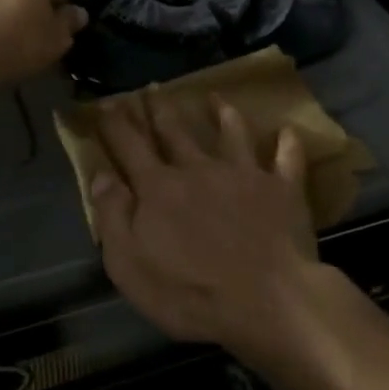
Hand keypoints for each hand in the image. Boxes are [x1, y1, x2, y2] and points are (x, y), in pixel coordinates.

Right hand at [90, 92, 318, 360]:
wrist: (266, 301)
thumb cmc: (189, 292)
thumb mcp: (130, 265)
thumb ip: (113, 216)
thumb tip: (101, 175)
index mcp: (158, 187)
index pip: (129, 145)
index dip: (116, 122)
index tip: (107, 102)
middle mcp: (198, 168)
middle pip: (174, 130)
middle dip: (159, 108)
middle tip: (152, 87)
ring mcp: (242, 173)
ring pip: (230, 133)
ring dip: (222, 112)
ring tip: (215, 97)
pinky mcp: (281, 188)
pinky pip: (286, 158)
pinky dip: (287, 143)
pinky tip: (287, 131)